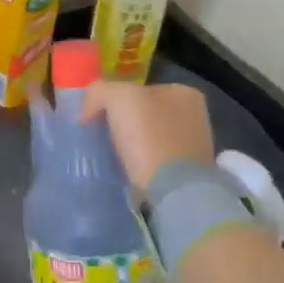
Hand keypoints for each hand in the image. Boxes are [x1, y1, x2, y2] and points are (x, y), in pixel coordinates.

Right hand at [80, 80, 215, 189]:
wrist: (173, 192)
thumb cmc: (149, 136)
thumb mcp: (118, 98)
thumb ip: (99, 91)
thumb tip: (88, 110)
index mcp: (184, 93)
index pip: (138, 89)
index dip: (112, 100)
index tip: (94, 118)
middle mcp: (194, 116)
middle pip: (143, 113)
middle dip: (121, 123)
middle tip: (98, 136)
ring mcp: (193, 147)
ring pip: (148, 138)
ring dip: (129, 146)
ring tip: (108, 156)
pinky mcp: (187, 176)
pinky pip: (153, 162)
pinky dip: (139, 165)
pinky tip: (125, 171)